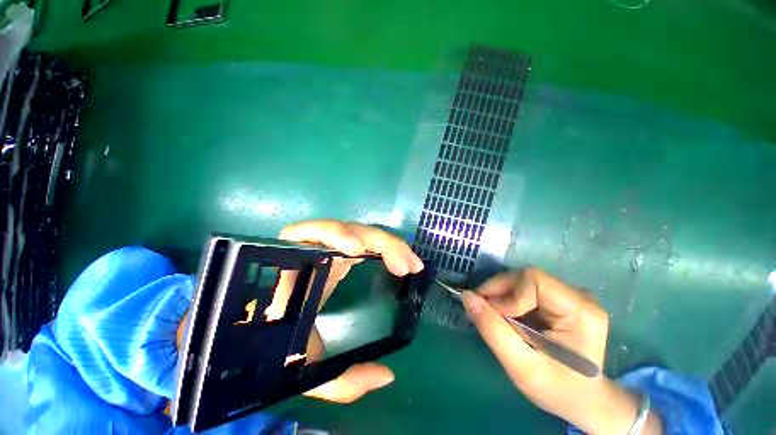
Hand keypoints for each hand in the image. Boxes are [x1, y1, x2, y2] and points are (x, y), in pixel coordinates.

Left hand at [278, 220, 423, 403]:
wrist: (260, 336)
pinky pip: (362, 238)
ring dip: (386, 243)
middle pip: (346, 230)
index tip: (358, 252)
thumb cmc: (274, 349)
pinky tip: (398, 258)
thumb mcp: (304, 371)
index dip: (333, 235)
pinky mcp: (338, 251)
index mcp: (294, 273)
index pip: (308, 237)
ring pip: (358, 231)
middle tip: (406, 266)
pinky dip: (383, 245)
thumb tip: (387, 375)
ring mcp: (327, 248)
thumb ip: (340, 381)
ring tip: (410, 263)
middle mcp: (311, 253)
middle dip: (379, 243)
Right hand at [462, 268, 661, 434]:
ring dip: (502, 295)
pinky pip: (526, 287)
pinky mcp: (561, 298)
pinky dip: (509, 298)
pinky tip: (507, 316)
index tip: (492, 315)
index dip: (507, 293)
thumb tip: (467, 296)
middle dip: (499, 291)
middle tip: (484, 312)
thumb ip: (492, 329)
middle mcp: (579, 296)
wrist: (583, 400)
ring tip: (495, 317)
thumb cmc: (557, 389)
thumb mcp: (521, 367)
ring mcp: (571, 295)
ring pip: (523, 280)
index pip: (533, 280)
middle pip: (526, 277)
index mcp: (581, 312)